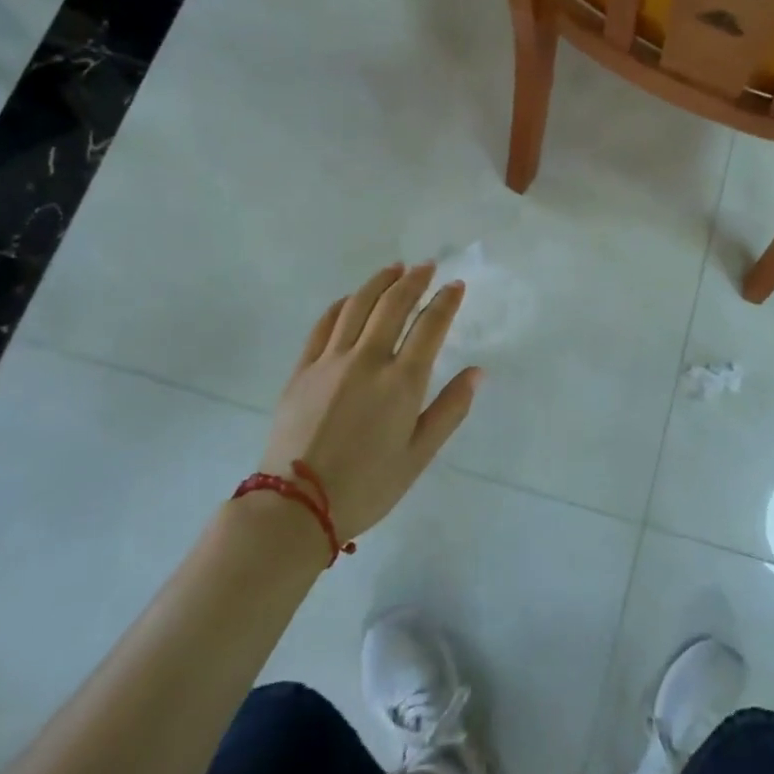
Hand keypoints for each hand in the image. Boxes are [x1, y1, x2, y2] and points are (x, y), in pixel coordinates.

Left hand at [260, 263, 480, 540]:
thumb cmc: (367, 486)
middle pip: (393, 305)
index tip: (455, 286)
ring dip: (379, 282)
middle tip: (427, 266)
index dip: (446, 302)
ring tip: (394, 269)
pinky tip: (351, 299)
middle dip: (414, 280)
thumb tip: (477, 372)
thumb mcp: (419, 456)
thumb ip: (450, 410)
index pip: (430, 327)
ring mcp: (331, 361)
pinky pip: (324, 325)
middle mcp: (368, 360)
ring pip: (357, 306)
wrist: (296, 507)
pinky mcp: (303, 369)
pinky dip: (342, 305)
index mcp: (402, 382)